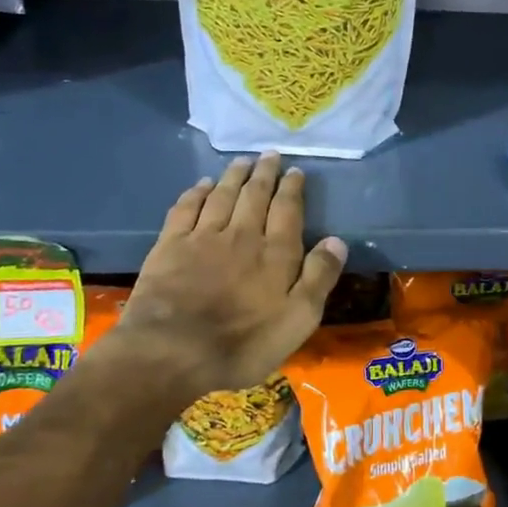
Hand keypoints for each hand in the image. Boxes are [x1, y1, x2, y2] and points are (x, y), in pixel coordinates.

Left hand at [110, 153, 346, 399]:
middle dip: (264, 173)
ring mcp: (203, 237)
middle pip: (255, 195)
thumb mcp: (298, 319)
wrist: (172, 352)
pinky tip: (202, 184)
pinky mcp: (170, 246)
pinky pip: (186, 208)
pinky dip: (197, 192)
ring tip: (242, 160)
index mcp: (275, 252)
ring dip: (234, 175)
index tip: (296, 171)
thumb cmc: (243, 343)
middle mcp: (241, 234)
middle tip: (269, 154)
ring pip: (222, 195)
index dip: (292, 189)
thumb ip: (319, 277)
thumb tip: (337, 240)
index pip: (287, 210)